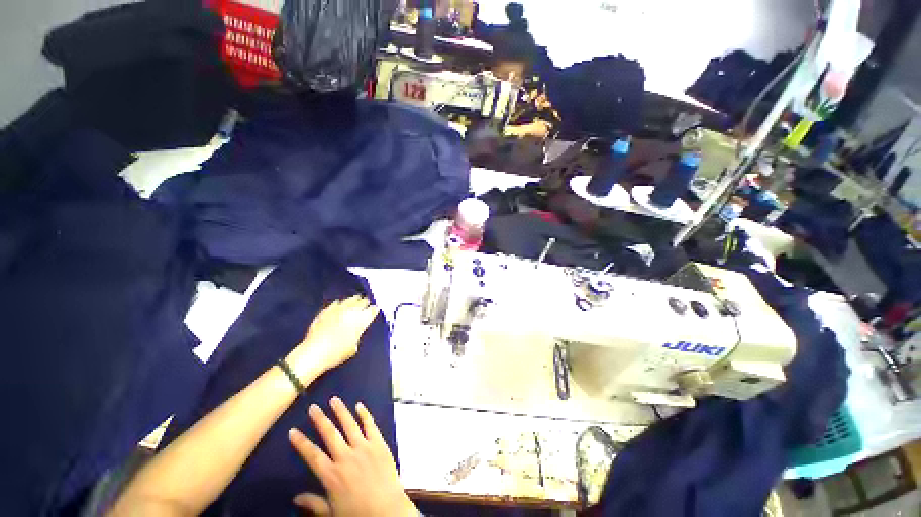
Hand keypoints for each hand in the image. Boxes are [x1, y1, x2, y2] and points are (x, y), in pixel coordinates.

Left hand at [285, 296, 379, 381]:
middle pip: (363, 301)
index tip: (375, 309)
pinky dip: (340, 303)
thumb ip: (358, 335)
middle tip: (367, 302)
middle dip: (365, 302)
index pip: (372, 310)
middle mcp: (352, 311)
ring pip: (350, 299)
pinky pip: (336, 303)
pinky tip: (340, 303)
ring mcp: (338, 309)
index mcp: (361, 320)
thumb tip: (356, 331)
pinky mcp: (326, 310)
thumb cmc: (337, 353)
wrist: (315, 352)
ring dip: (354, 299)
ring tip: (356, 299)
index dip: (374, 309)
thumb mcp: (354, 346)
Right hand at [288, 398, 416, 516]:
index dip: (301, 443)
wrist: (388, 510)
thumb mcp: (332, 513)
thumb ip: (315, 503)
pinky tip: (359, 405)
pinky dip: (364, 414)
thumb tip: (295, 498)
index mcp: (332, 475)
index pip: (312, 455)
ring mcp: (364, 448)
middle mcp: (346, 457)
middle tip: (313, 407)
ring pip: (349, 424)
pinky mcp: (378, 444)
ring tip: (334, 399)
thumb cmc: (358, 514)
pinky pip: (370, 425)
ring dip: (341, 411)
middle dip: (320, 419)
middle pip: (330, 434)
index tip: (292, 431)